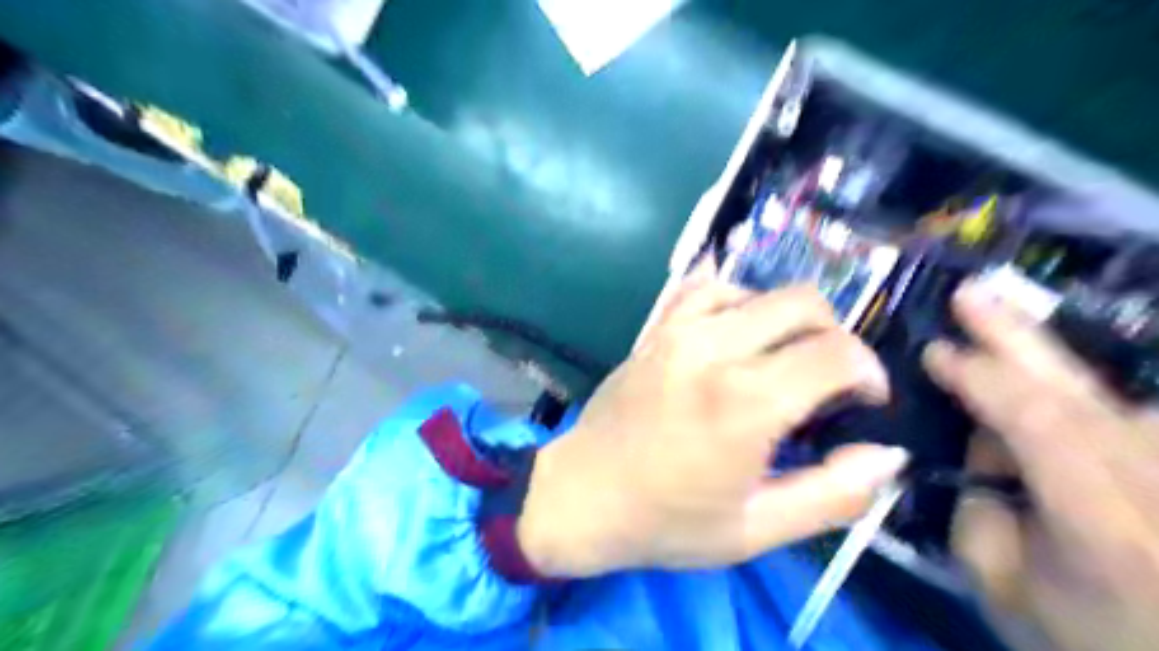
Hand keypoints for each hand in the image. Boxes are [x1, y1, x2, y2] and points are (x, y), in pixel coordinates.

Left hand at [522, 269, 908, 578]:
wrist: (581, 495)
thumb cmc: (666, 521)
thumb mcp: (756, 529)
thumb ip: (833, 494)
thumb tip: (887, 453)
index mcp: (744, 402)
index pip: (837, 352)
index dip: (868, 372)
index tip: (863, 402)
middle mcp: (714, 349)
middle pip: (804, 304)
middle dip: (835, 337)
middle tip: (827, 382)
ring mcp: (678, 330)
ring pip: (760, 291)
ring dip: (787, 320)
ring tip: (782, 362)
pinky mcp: (655, 329)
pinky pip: (707, 288)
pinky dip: (737, 302)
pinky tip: (738, 333)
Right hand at [926, 283, 1158, 650]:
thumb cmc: (1082, 633)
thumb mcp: (1002, 584)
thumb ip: (978, 510)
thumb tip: (981, 445)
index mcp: (1107, 523)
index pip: (1041, 423)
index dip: (983, 378)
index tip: (934, 352)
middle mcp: (1154, 482)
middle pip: (1079, 393)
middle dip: (1016, 337)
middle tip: (969, 294)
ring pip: (1104, 396)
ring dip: (1040, 356)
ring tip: (992, 315)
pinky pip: (1120, 412)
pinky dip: (1071, 387)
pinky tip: (1038, 366)